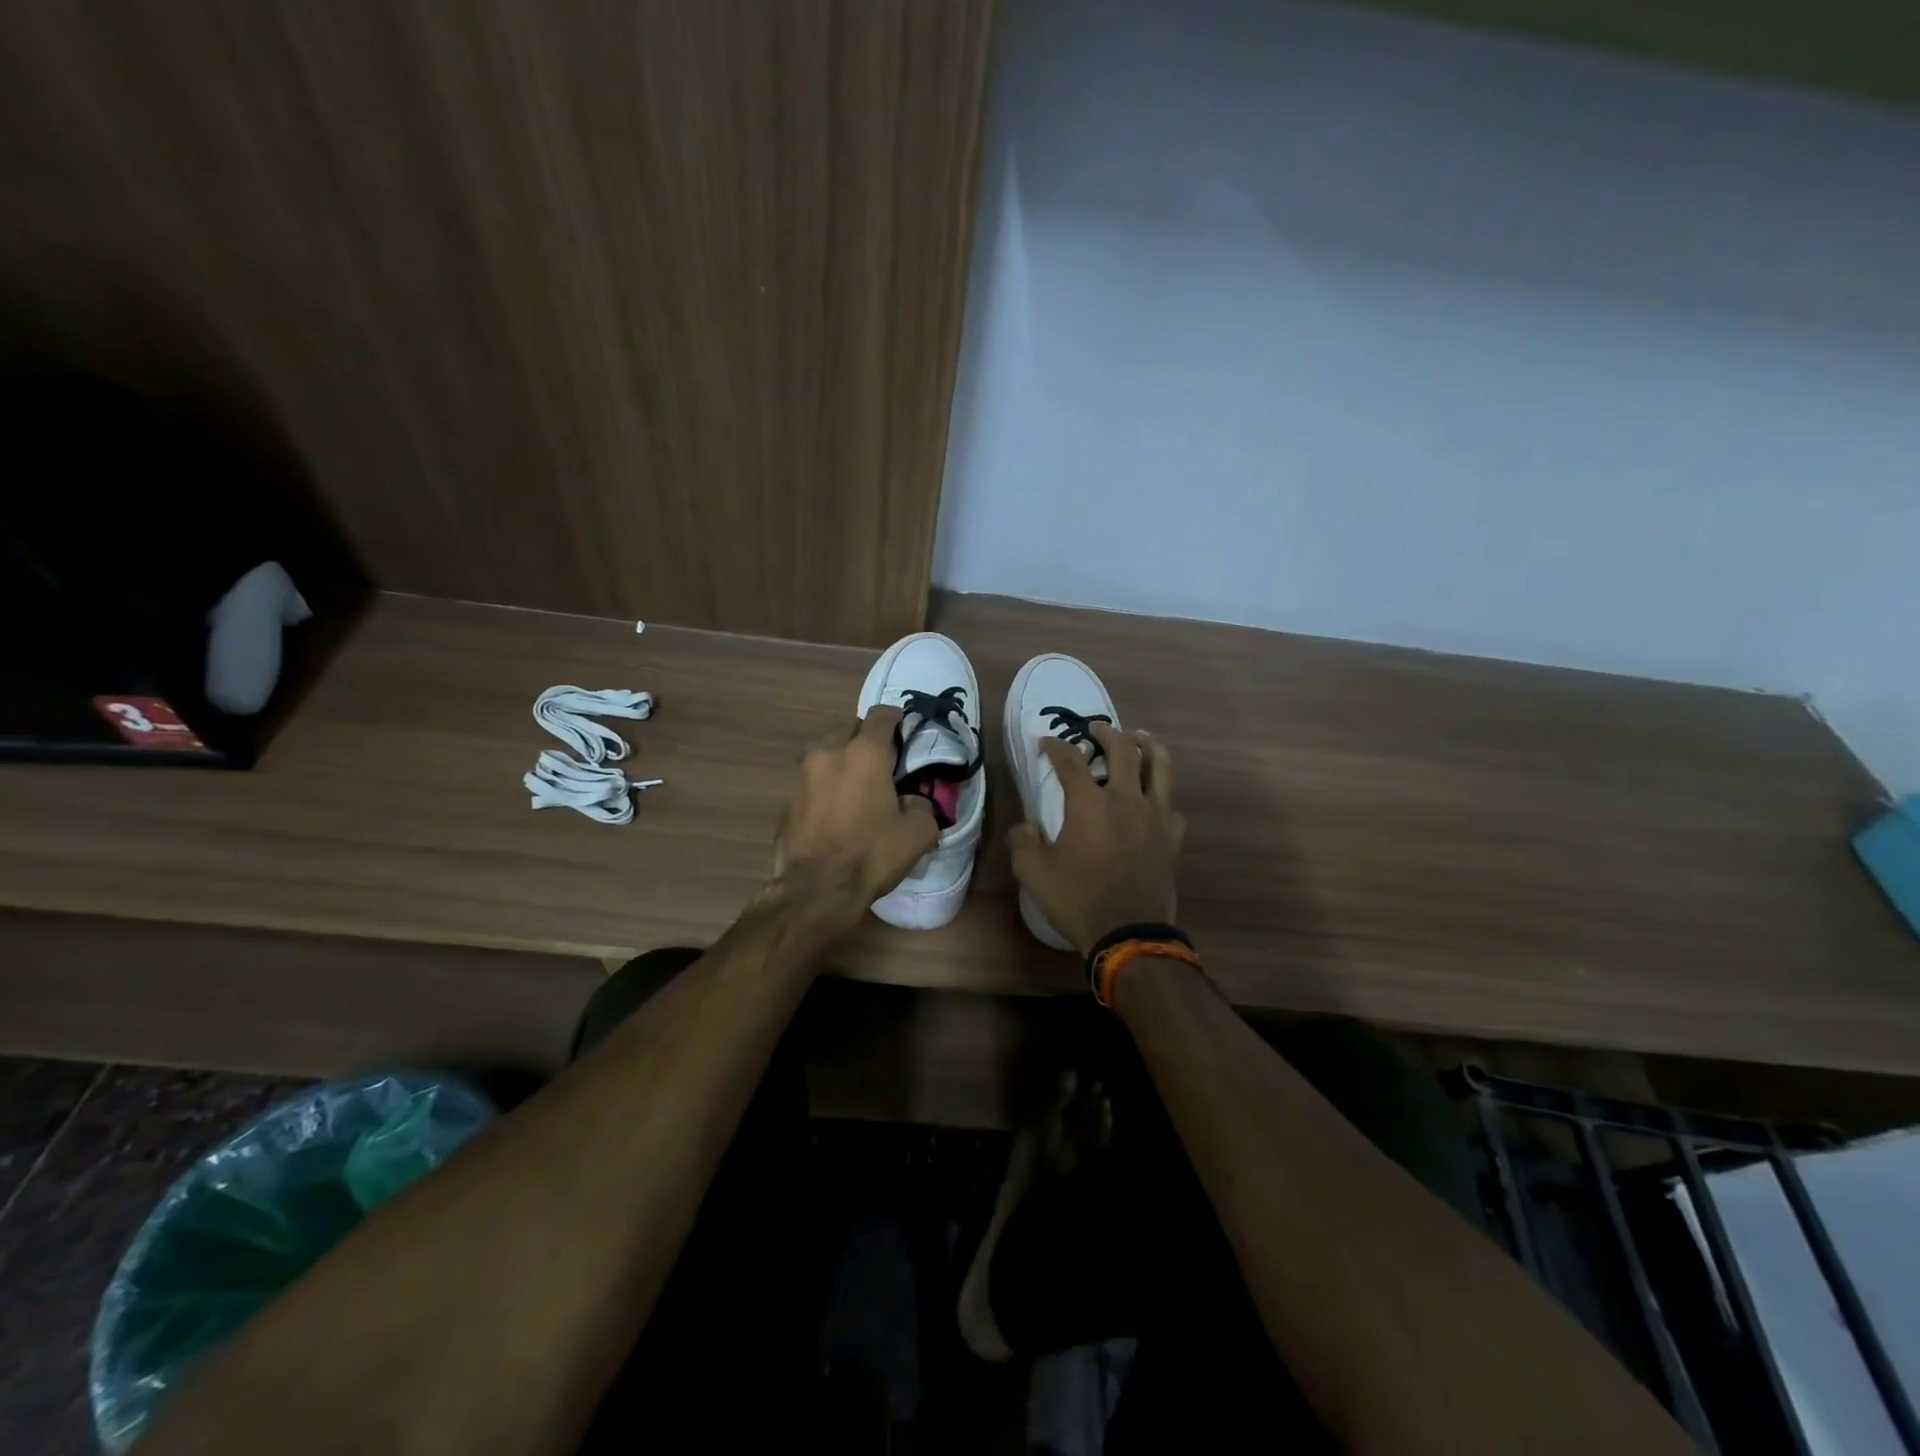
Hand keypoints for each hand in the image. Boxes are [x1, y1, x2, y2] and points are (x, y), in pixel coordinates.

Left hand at [772, 705, 939, 925]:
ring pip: (826, 750)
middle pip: (850, 727)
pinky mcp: (786, 796)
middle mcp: (829, 751)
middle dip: (866, 739)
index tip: (905, 735)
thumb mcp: (918, 833)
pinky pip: (812, 777)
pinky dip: (825, 783)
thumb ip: (923, 805)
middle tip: (881, 763)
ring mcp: (802, 772)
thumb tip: (911, 800)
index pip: (882, 714)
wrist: (815, 890)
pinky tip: (835, 808)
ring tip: (855, 785)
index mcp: (865, 752)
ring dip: (842, 759)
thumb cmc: (870, 854)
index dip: (897, 720)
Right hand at [1008, 724, 1184, 954]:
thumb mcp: (1034, 873)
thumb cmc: (1078, 899)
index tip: (1045, 743)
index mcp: (1089, 804)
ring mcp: (1155, 816)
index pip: (1070, 760)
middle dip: (1106, 732)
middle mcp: (1125, 799)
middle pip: (1122, 749)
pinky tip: (1154, 799)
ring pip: (1159, 766)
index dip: (1054, 746)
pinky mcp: (1172, 836)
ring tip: (1137, 739)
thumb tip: (1026, 827)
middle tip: (1096, 728)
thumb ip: (1023, 842)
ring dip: (1146, 746)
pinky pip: (1171, 805)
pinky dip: (1161, 795)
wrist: (1128, 933)